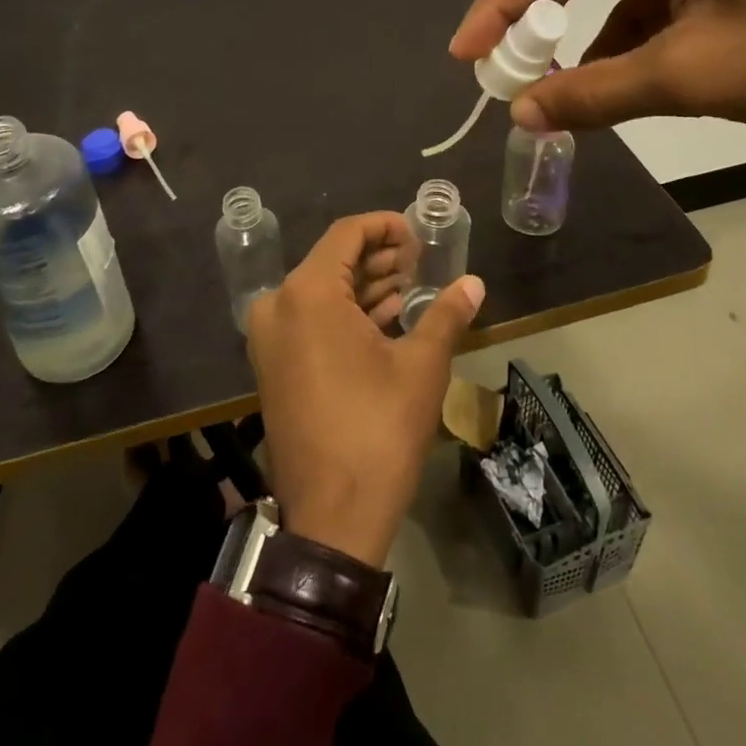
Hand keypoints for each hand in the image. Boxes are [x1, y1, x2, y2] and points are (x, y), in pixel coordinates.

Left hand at [245, 212, 484, 569]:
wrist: (332, 519)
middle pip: (332, 260)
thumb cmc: (378, 431)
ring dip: (364, 285)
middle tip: (420, 263)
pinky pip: (311, 320)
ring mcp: (271, 338)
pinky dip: (346, 313)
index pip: (347, 234)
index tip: (419, 235)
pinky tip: (385, 316)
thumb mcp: (420, 366)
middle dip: (378, 257)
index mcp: (307, 293)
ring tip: (410, 286)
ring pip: (322, 291)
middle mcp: (279, 306)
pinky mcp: (274, 365)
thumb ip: (446, 314)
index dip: (385, 226)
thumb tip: (475, 283)